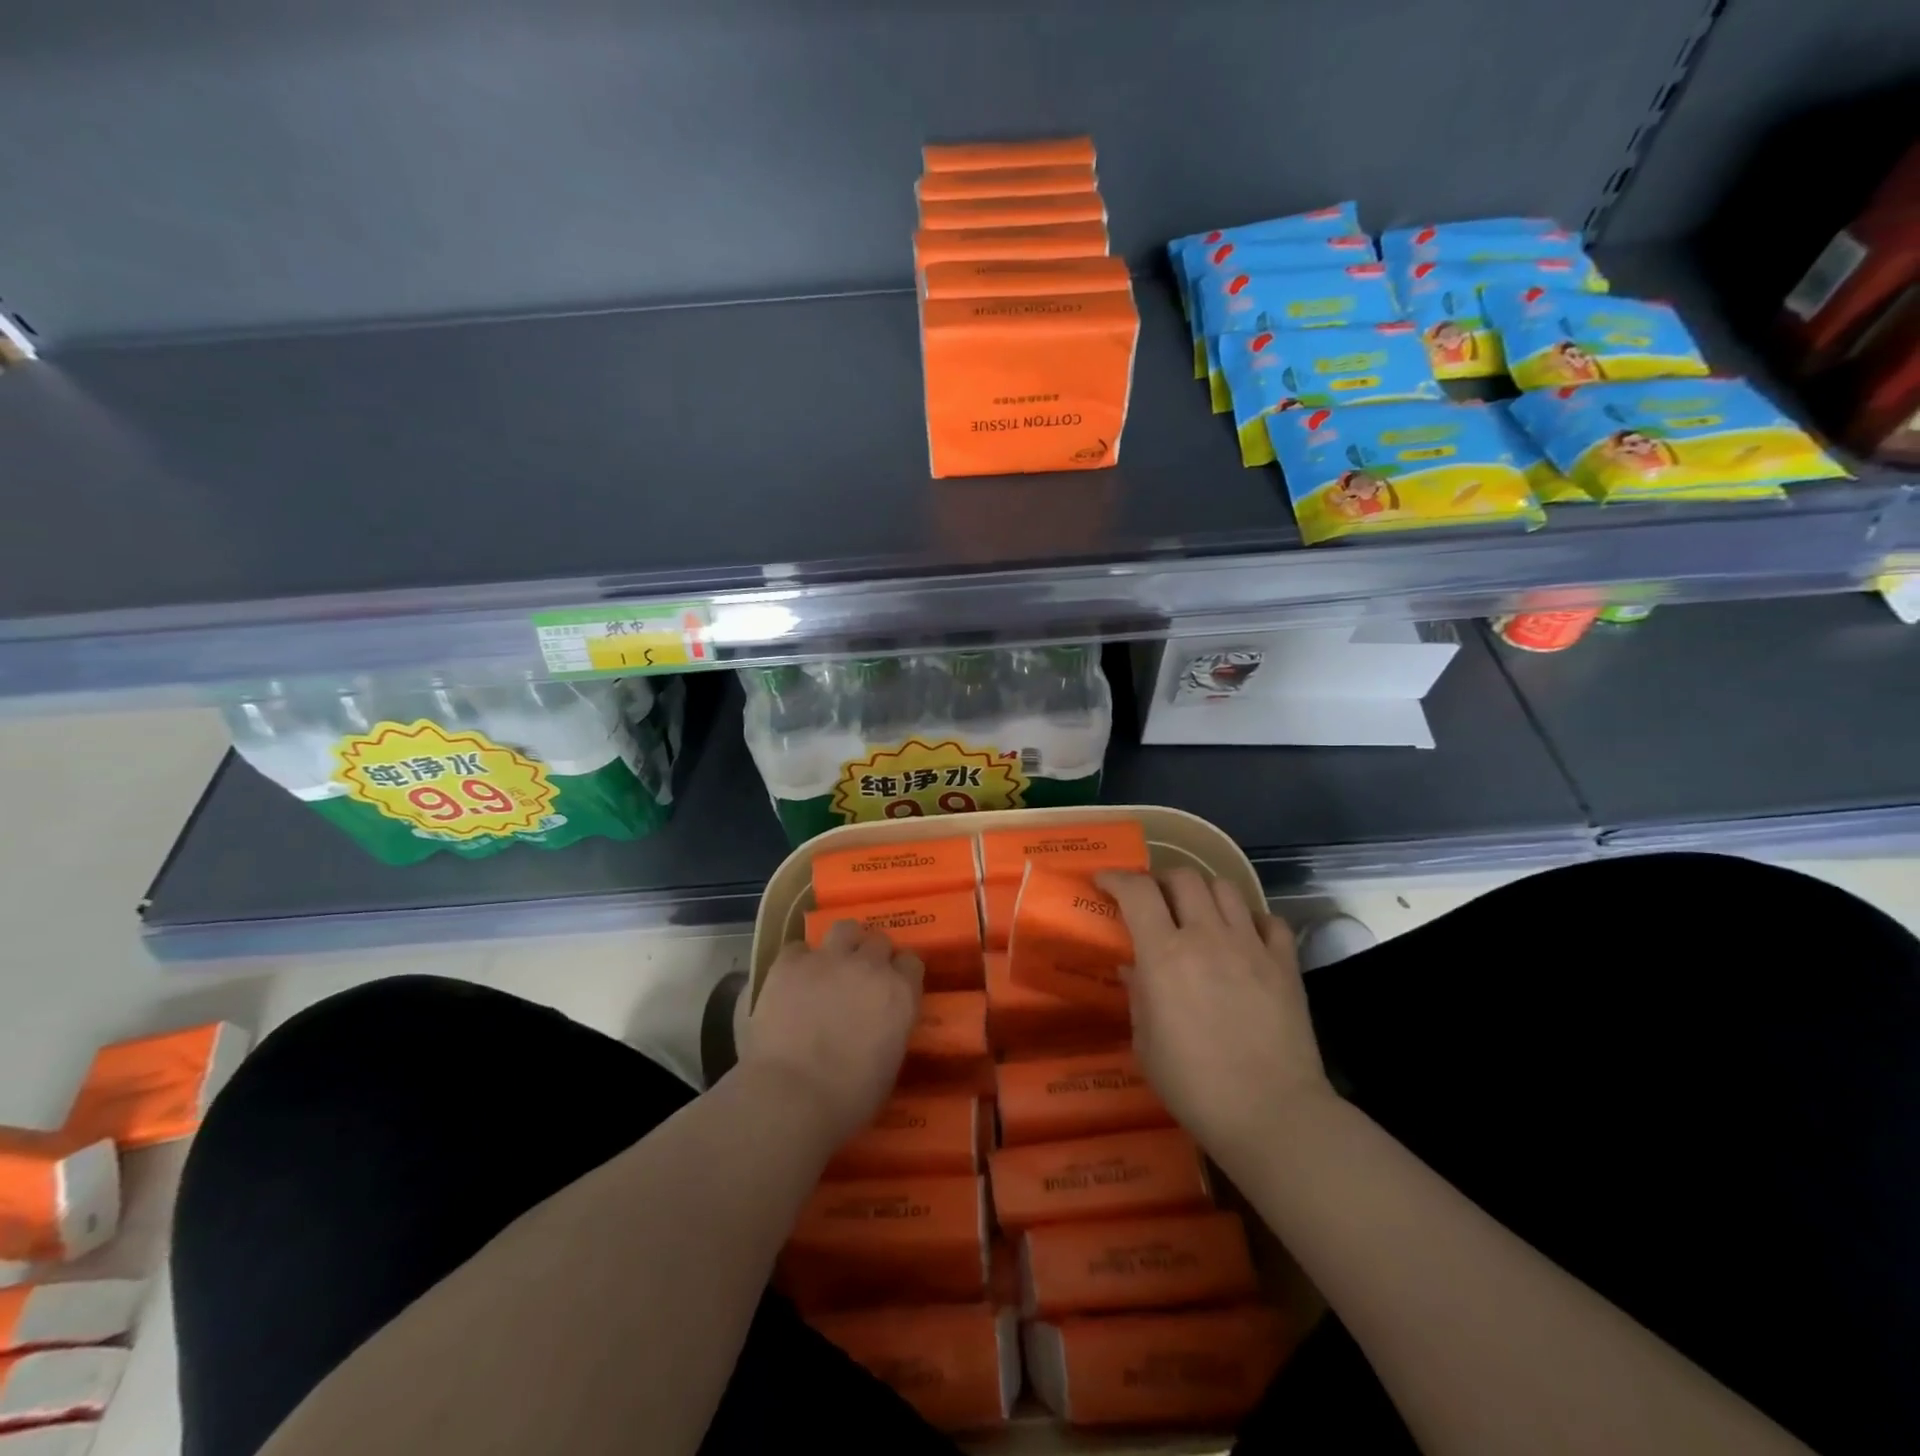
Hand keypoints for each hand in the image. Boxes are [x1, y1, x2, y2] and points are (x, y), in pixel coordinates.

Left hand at [737, 921, 922, 1146]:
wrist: (791, 1096)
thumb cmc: (848, 1099)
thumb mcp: (888, 1066)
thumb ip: (890, 1031)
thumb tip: (881, 1026)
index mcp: (900, 993)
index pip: (912, 962)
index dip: (900, 973)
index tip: (892, 986)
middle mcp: (869, 966)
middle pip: (879, 940)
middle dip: (871, 955)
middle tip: (859, 978)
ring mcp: (828, 960)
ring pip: (844, 928)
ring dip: (841, 943)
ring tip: (830, 965)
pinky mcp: (790, 964)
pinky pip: (798, 948)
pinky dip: (798, 962)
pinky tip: (792, 981)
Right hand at [1099, 868, 1333, 1163]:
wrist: (1272, 1115)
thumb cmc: (1195, 1086)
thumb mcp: (1146, 1044)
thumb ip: (1138, 996)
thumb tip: (1133, 968)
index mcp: (1165, 954)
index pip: (1137, 891)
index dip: (1116, 878)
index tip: (1104, 881)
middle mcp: (1207, 936)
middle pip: (1183, 877)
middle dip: (1161, 880)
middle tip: (1153, 899)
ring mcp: (1251, 946)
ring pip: (1225, 888)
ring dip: (1203, 892)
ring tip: (1197, 912)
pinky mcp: (1285, 963)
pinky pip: (1269, 920)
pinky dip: (1251, 919)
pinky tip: (1243, 937)